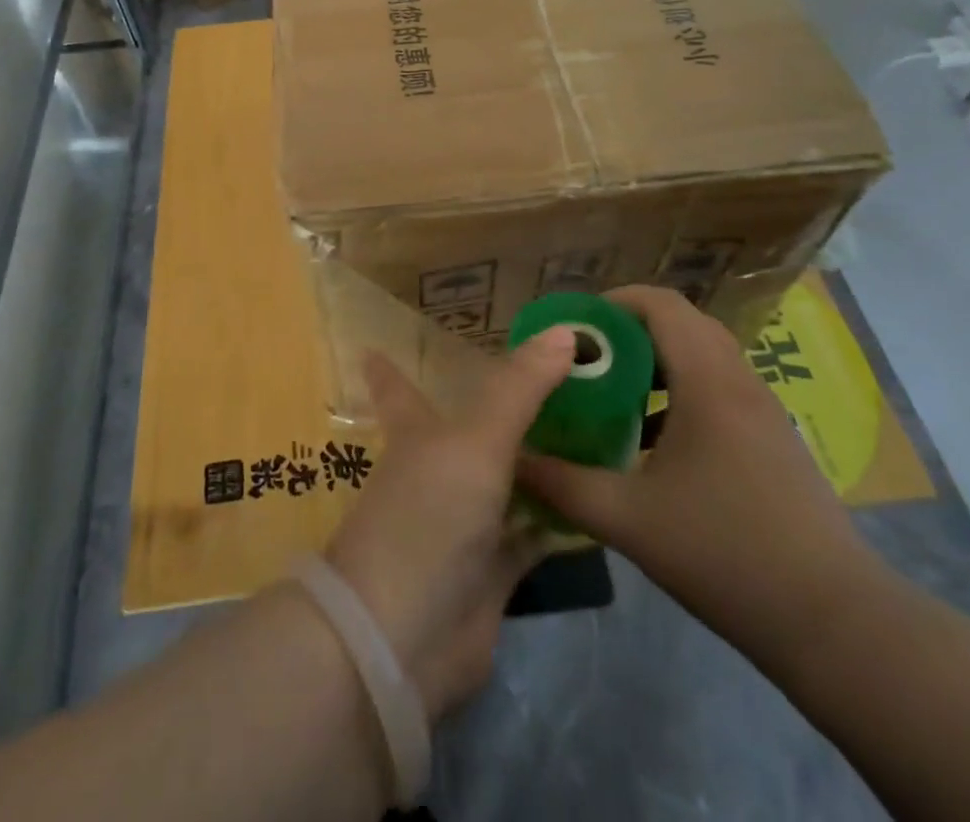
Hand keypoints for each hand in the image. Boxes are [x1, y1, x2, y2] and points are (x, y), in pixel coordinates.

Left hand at [324, 330, 574, 719]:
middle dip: (502, 407)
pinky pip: (533, 533)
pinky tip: (596, 499)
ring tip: (590, 425)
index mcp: (417, 433)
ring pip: (507, 479)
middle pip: (471, 429)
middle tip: (552, 376)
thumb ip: (520, 388)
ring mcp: (465, 522)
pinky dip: (559, 519)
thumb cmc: (428, 516)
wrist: (405, 638)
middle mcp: (439, 470)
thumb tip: (565, 331)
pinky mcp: (493, 570)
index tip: (373, 345)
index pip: (397, 388)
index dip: (387, 368)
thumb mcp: (476, 441)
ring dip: (540, 459)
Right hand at [516, 286, 884, 669]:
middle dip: (629, 331)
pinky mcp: (774, 440)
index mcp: (707, 379)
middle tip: (588, 360)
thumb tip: (513, 459)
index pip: (659, 303)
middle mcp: (739, 379)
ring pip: (703, 356)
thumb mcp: (627, 518)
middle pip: (681, 323)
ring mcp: (763, 409)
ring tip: (613, 395)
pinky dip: (681, 392)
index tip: (575, 329)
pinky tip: (654, 441)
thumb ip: (562, 484)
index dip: (613, 303)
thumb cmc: (724, 552)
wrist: (834, 622)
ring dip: (656, 362)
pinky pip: (720, 388)